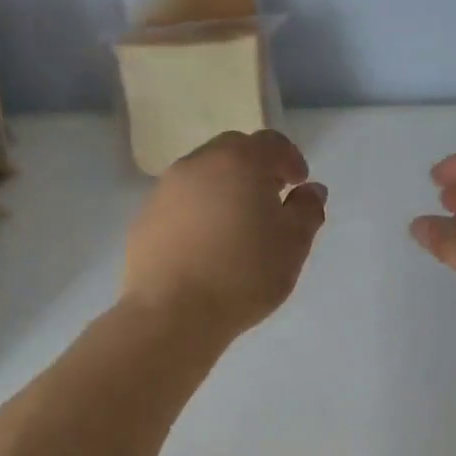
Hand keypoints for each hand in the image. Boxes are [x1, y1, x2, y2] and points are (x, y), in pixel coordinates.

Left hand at [122, 130, 327, 340]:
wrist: (171, 312)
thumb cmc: (244, 274)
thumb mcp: (293, 245)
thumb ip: (307, 211)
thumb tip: (311, 190)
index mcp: (239, 162)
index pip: (270, 143)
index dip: (290, 159)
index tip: (299, 183)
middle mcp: (198, 165)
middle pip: (232, 152)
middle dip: (255, 168)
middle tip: (270, 199)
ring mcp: (165, 190)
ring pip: (202, 176)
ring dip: (224, 189)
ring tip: (238, 226)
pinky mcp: (144, 218)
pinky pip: (180, 204)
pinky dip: (198, 212)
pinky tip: (206, 246)